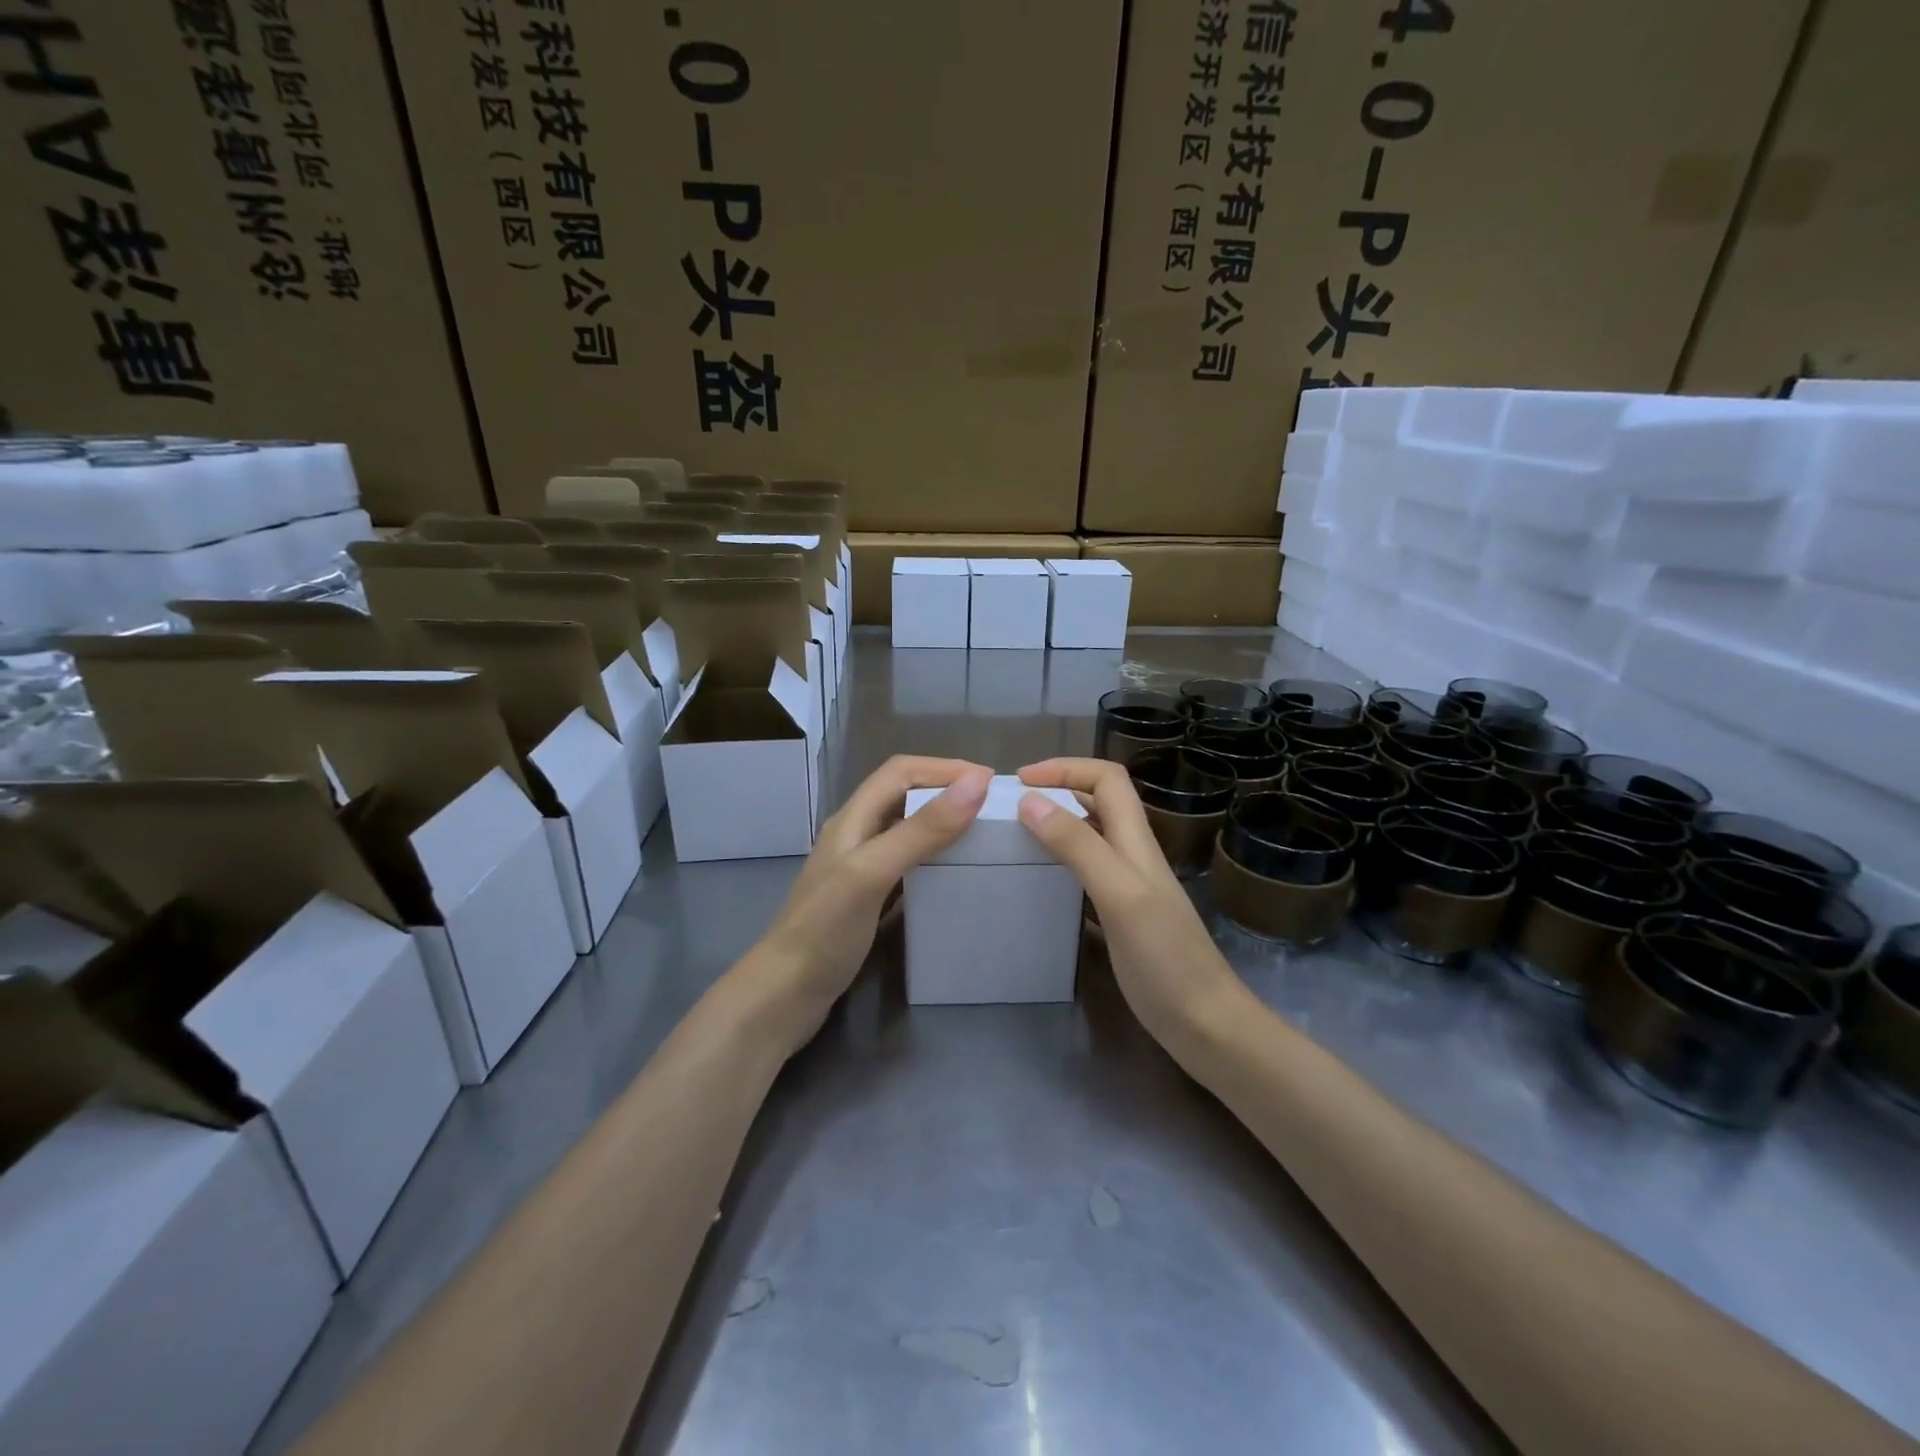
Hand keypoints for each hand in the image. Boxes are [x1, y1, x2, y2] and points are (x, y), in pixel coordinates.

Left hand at [746, 755, 992, 1045]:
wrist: (783, 997)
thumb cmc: (825, 930)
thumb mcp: (873, 872)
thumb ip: (922, 829)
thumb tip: (976, 783)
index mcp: (852, 819)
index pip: (900, 771)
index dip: (944, 767)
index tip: (990, 781)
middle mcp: (855, 836)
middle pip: (903, 796)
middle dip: (946, 790)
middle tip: (992, 808)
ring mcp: (859, 870)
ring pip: (906, 830)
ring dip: (941, 823)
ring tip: (981, 836)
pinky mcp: (865, 901)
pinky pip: (907, 866)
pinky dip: (933, 859)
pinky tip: (953, 877)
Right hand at [1016, 757, 1243, 1047]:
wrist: (1206, 1023)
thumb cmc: (1164, 958)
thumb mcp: (1119, 895)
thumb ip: (1078, 846)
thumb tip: (1030, 801)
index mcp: (1136, 841)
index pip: (1107, 778)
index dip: (1067, 767)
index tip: (1022, 780)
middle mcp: (1134, 855)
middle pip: (1100, 800)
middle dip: (1059, 788)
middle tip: (1013, 805)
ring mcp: (1130, 886)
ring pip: (1093, 834)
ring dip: (1058, 822)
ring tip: (1018, 835)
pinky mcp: (1123, 915)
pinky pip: (1088, 871)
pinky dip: (1061, 861)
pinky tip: (1040, 881)